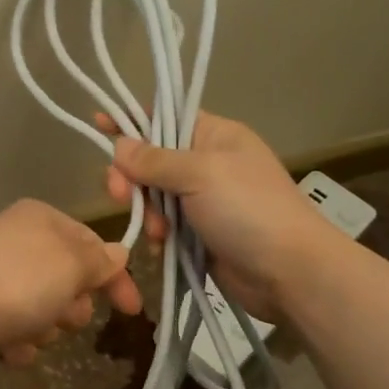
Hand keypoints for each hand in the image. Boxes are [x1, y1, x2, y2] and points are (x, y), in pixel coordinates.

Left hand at [0, 199, 143, 364]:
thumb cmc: (19, 282)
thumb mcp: (72, 265)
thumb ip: (100, 261)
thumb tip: (117, 253)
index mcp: (42, 219)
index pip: (93, 245)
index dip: (115, 278)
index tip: (131, 310)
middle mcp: (19, 241)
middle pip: (68, 281)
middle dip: (72, 307)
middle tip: (62, 315)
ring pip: (44, 309)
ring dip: (44, 328)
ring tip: (27, 331)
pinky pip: (15, 327)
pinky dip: (17, 340)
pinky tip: (7, 347)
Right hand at [99, 110, 325, 320]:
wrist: (289, 271)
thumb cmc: (248, 210)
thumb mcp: (200, 174)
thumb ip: (155, 160)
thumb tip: (119, 145)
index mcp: (215, 136)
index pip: (166, 117)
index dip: (132, 120)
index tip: (99, 123)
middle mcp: (208, 163)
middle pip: (152, 160)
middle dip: (133, 178)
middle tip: (119, 195)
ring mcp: (204, 200)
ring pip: (154, 196)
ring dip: (148, 212)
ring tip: (158, 231)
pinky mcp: (200, 233)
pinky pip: (165, 225)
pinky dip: (158, 235)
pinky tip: (161, 246)